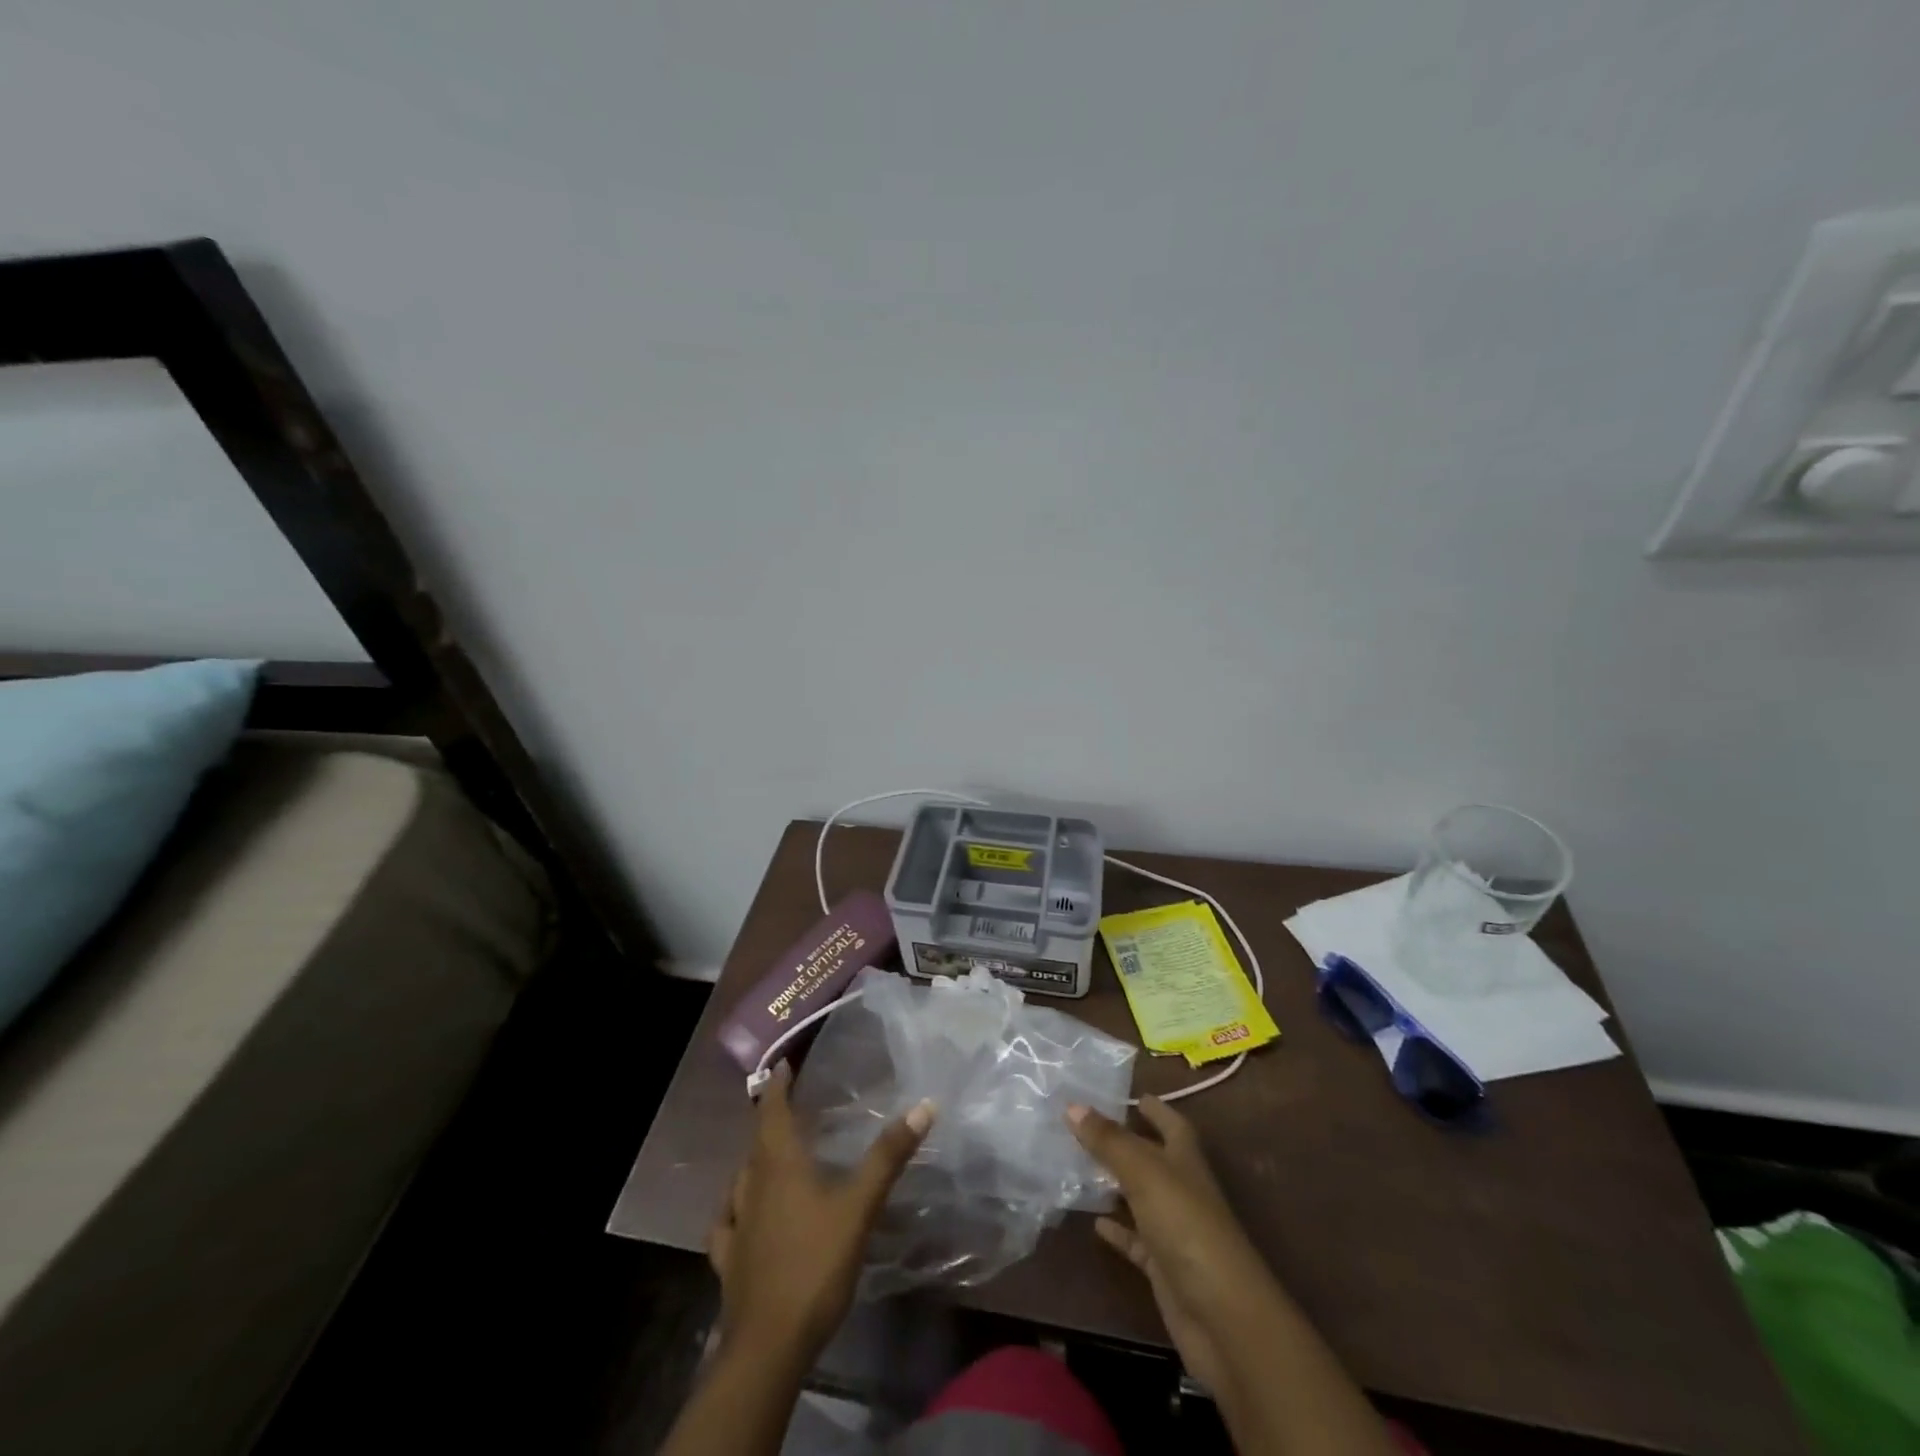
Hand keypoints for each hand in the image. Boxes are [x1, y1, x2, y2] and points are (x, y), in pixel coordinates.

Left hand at [707, 1063, 934, 1365]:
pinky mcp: (728, 1261)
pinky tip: (739, 1215)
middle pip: (757, 1142)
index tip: (783, 1064)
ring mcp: (736, 1225)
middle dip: (771, 1119)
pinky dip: (734, 1208)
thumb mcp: (859, 1207)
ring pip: (741, 1180)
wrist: (768, 1345)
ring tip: (770, 1155)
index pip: (772, 1111)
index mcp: (778, 1165)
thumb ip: (888, 1156)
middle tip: (789, 1106)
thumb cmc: (814, 1264)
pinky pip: (727, 1222)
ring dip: (754, 1160)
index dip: (776, 1085)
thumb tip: (924, 1106)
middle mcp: (752, 1186)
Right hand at [1067, 1097, 1276, 1393]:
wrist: (1222, 1316)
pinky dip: (1117, 1229)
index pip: (1172, 1124)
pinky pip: (1136, 1240)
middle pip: (1153, 1158)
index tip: (1132, 1095)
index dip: (1156, 1109)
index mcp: (1186, 1159)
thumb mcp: (1144, 1173)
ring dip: (1116, 1184)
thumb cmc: (1186, 1226)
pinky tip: (1093, 1222)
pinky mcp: (1164, 1267)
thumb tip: (1072, 1103)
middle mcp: (1182, 1189)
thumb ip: (1108, 1140)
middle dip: (1126, 1142)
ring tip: (1079, 1166)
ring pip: (1140, 1197)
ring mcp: (1175, 1229)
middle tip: (1087, 1125)